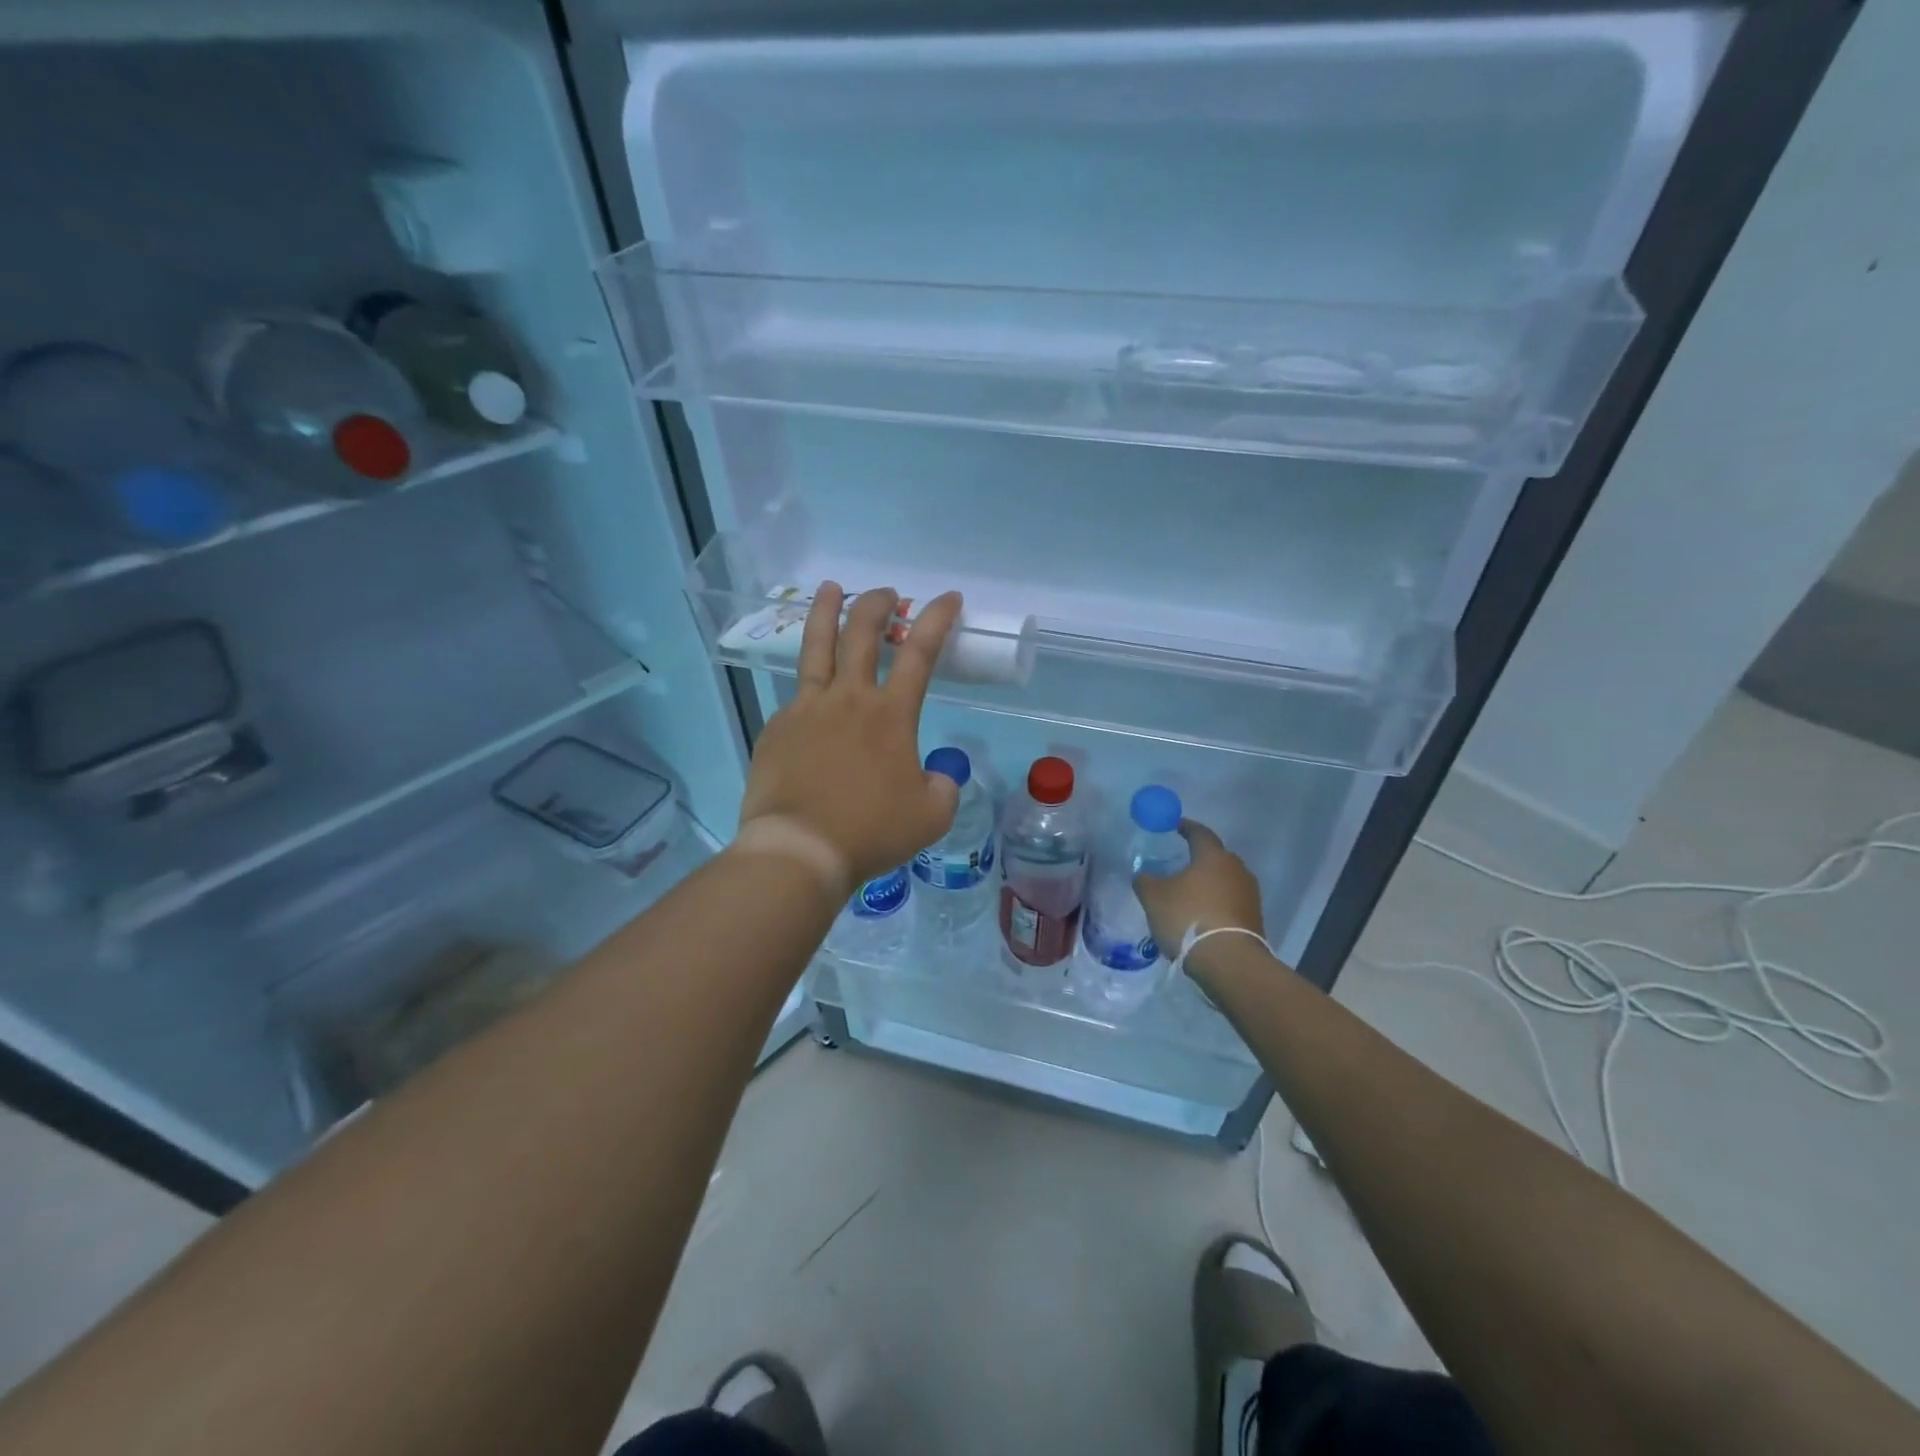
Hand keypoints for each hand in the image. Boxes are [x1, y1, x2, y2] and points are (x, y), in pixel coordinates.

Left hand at [739, 584, 961, 894]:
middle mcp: (848, 699)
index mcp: (890, 715)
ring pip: (816, 647)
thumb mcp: (931, 816)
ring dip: (826, 611)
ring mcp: (806, 709)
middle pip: (861, 633)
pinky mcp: (777, 728)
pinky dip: (810, 689)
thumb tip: (936, 776)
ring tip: (830, 588)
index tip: (948, 597)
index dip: (937, 619)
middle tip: (886, 593)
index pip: (919, 652)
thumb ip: (942, 787)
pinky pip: (796, 698)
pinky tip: (812, 704)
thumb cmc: (870, 832)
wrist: (800, 849)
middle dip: (877, 604)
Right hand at [1134, 820, 1266, 983]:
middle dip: (1200, 858)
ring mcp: (1249, 894)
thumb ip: (1145, 880)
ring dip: (1210, 884)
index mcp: (1213, 856)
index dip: (1186, 827)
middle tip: (1181, 863)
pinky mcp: (1255, 918)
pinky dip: (1217, 903)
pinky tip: (1203, 915)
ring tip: (1191, 893)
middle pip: (1217, 857)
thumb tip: (1144, 875)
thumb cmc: (1188, 917)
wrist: (1228, 961)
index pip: (1200, 833)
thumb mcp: (1153, 897)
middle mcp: (1236, 869)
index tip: (1176, 826)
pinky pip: (1232, 902)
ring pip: (1226, 880)